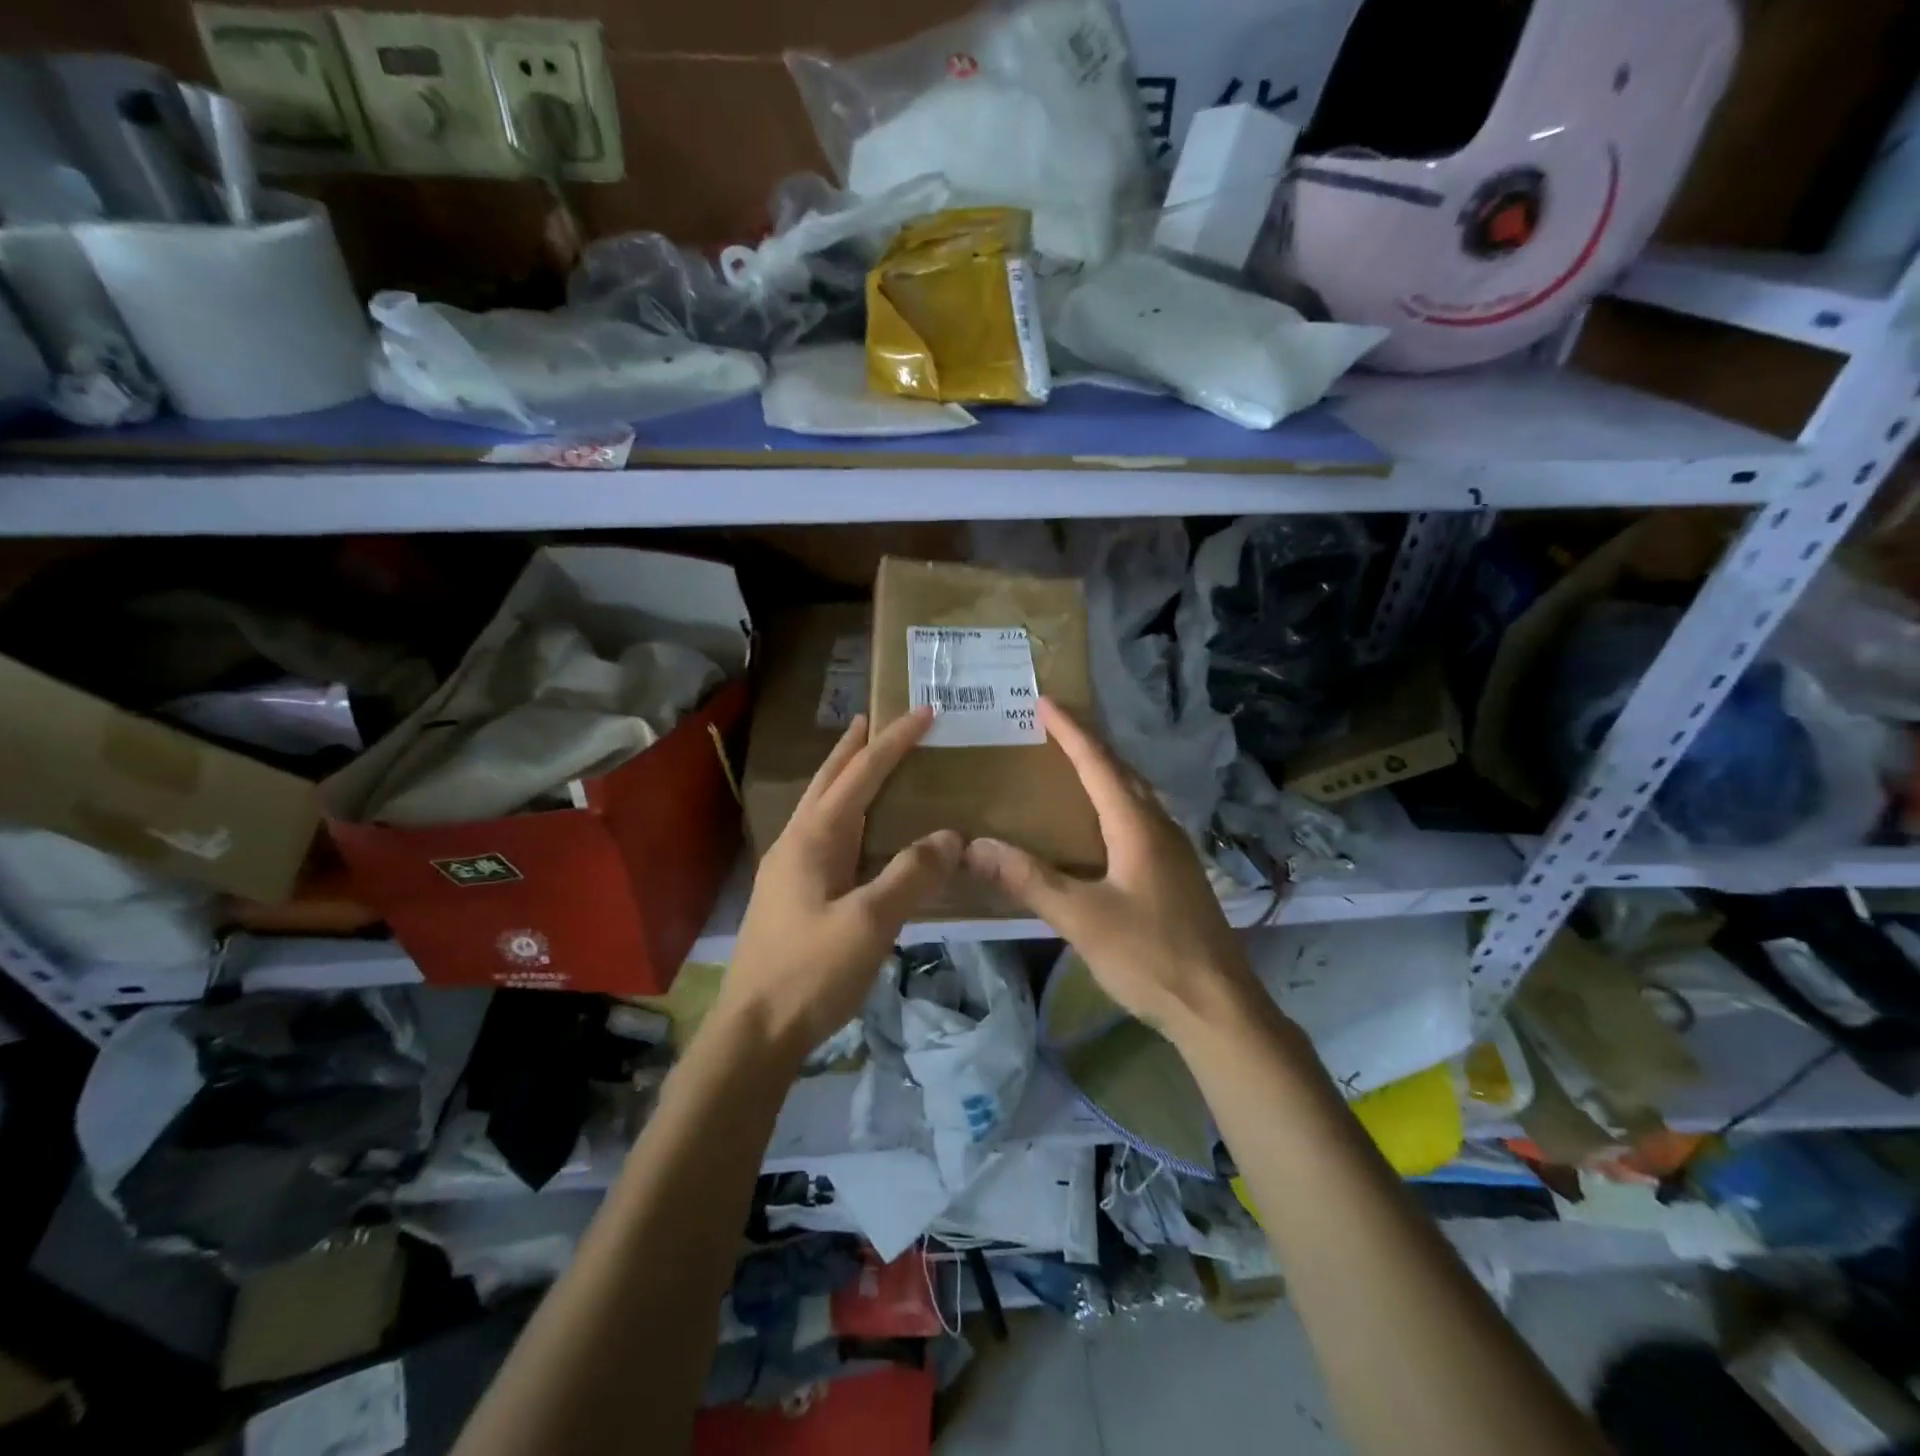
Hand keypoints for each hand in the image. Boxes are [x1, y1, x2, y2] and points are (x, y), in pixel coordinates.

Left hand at [718, 708, 961, 1060]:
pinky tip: (857, 830)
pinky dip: (846, 813)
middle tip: (876, 717)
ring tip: (867, 759)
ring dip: (845, 777)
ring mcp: (790, 868)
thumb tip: (951, 835)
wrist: (755, 1030)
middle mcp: (797, 842)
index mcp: (814, 838)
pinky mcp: (792, 894)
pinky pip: (825, 835)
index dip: (894, 742)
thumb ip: (911, 874)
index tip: (924, 712)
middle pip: (829, 779)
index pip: (860, 774)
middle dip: (854, 746)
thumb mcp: (869, 922)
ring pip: (822, 806)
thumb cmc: (811, 972)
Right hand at [964, 698, 1260, 1041]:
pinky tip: (1104, 824)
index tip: (1046, 701)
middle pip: (1123, 772)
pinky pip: (1143, 819)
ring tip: (1075, 764)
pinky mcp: (1179, 875)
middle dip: (1089, 744)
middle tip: (1055, 726)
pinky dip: (1118, 802)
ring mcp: (1175, 852)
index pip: (1099, 764)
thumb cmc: (1150, 957)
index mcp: (1138, 827)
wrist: (1219, 1007)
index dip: (1071, 731)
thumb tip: (975, 846)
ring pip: (1137, 795)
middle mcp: (1161, 828)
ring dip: (1107, 772)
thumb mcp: (1082, 919)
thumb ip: (1029, 880)